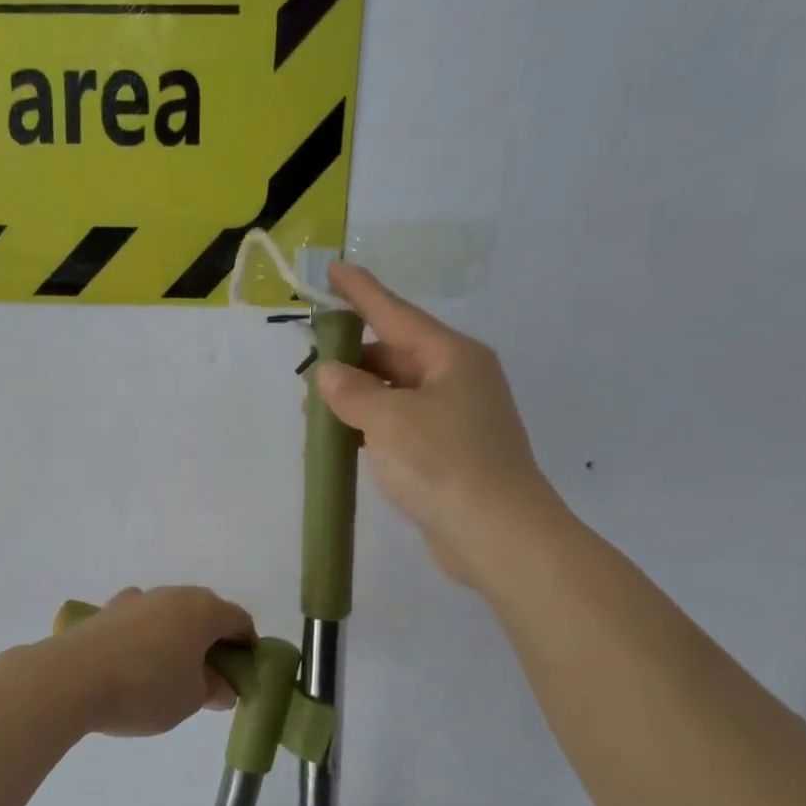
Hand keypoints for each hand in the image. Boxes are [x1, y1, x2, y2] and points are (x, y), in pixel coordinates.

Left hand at [53, 587, 254, 737]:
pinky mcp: (106, 611)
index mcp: (203, 610)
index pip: (239, 621)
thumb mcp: (189, 699)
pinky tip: (134, 664)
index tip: (242, 676)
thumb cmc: (145, 687)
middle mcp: (172, 595)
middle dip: (211, 642)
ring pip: (169, 615)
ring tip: (168, 675)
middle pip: (204, 613)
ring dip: (176, 638)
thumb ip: (212, 690)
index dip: (247, 647)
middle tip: (208, 679)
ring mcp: (136, 599)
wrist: (71, 677)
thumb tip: (221, 686)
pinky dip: (146, 638)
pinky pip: (139, 622)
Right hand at [315, 263, 571, 596]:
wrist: (497, 534)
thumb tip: (329, 374)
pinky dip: (372, 426)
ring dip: (357, 399)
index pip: (396, 313)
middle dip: (350, 362)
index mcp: (452, 356)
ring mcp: (457, 417)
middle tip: (308, 375)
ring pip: (396, 393)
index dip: (361, 292)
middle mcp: (458, 378)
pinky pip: (402, 424)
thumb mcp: (388, 420)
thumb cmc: (443, 463)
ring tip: (316, 414)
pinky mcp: (450, 451)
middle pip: (395, 354)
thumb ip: (351, 392)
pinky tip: (346, 440)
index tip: (333, 270)